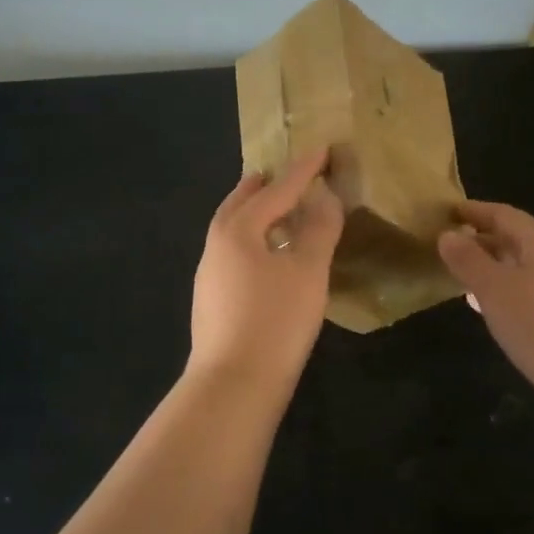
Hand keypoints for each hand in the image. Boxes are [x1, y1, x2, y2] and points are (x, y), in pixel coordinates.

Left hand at [187, 148, 343, 389]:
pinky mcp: (211, 299)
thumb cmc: (275, 321)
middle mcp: (216, 244)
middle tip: (284, 173)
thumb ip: (318, 228)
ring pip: (232, 228)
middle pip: (241, 203)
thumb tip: (324, 196)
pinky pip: (233, 252)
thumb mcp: (307, 271)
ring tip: (277, 209)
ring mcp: (209, 274)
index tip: (323, 148)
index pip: (277, 190)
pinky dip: (252, 239)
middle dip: (265, 186)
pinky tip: (267, 256)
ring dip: (255, 213)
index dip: (303, 170)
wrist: (233, 384)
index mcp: (237, 229)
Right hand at [437, 200, 533, 438]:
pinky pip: (532, 294)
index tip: (447, 212)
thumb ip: (469, 260)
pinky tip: (495, 312)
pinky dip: (508, 293)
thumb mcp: (494, 290)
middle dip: (483, 239)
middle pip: (516, 240)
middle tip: (449, 247)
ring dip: (494, 268)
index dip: (475, 211)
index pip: (504, 215)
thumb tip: (448, 234)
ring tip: (464, 278)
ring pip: (524, 268)